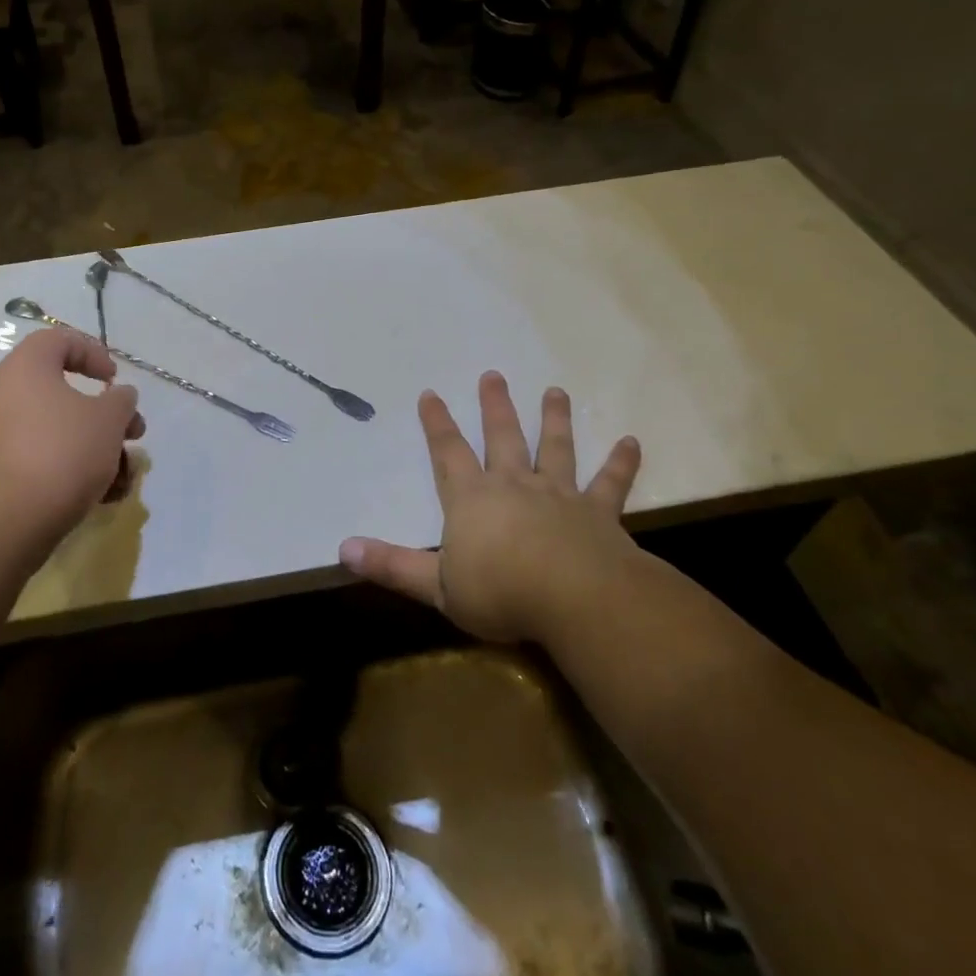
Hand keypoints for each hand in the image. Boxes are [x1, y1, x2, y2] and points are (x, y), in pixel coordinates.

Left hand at [0, 329, 143, 559]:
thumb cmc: (59, 455)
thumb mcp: (107, 422)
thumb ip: (120, 402)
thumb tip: (118, 397)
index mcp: (23, 369)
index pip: (57, 340)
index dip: (93, 352)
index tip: (114, 381)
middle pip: (60, 394)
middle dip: (104, 418)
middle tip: (132, 437)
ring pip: (51, 434)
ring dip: (92, 451)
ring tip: (121, 481)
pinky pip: (33, 462)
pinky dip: (65, 473)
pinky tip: (97, 500)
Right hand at [338, 371, 641, 644]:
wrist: (574, 599)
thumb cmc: (500, 592)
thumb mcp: (435, 586)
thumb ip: (391, 565)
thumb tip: (343, 548)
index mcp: (472, 500)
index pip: (447, 453)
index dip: (437, 424)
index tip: (430, 393)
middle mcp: (513, 486)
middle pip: (502, 437)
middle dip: (494, 406)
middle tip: (493, 375)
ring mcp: (558, 496)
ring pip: (555, 449)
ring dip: (554, 419)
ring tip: (556, 391)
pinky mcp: (598, 514)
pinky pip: (610, 483)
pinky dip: (620, 463)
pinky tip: (631, 442)